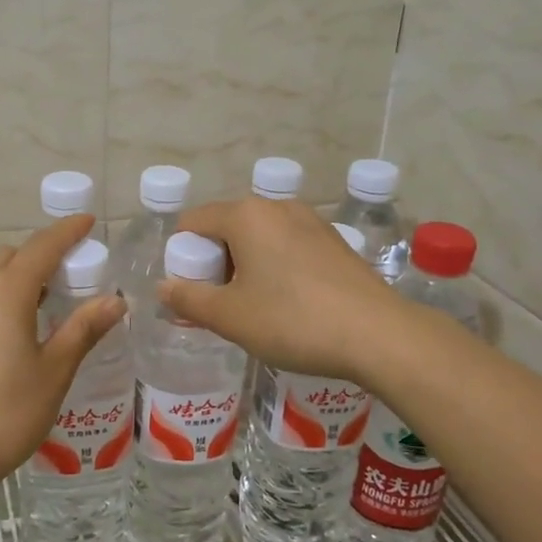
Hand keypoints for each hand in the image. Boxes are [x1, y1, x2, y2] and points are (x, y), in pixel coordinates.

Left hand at [0, 215, 126, 490]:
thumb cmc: (5, 414)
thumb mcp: (54, 373)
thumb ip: (83, 330)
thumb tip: (114, 300)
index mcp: (6, 293)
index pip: (42, 247)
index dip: (67, 231)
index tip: (88, 222)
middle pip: (10, 254)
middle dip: (40, 254)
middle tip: (70, 278)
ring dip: (16, 273)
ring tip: (43, 304)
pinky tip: (12, 328)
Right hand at [159, 198, 402, 387]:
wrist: (379, 334)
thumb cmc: (293, 321)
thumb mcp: (230, 316)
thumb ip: (188, 299)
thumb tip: (163, 288)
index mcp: (245, 215)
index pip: (193, 223)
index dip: (182, 258)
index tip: (191, 294)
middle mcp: (276, 207)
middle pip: (226, 229)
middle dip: (215, 265)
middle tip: (221, 307)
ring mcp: (310, 221)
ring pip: (259, 239)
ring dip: (245, 268)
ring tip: (255, 310)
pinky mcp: (334, 241)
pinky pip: (287, 247)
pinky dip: (275, 269)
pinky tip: (289, 305)